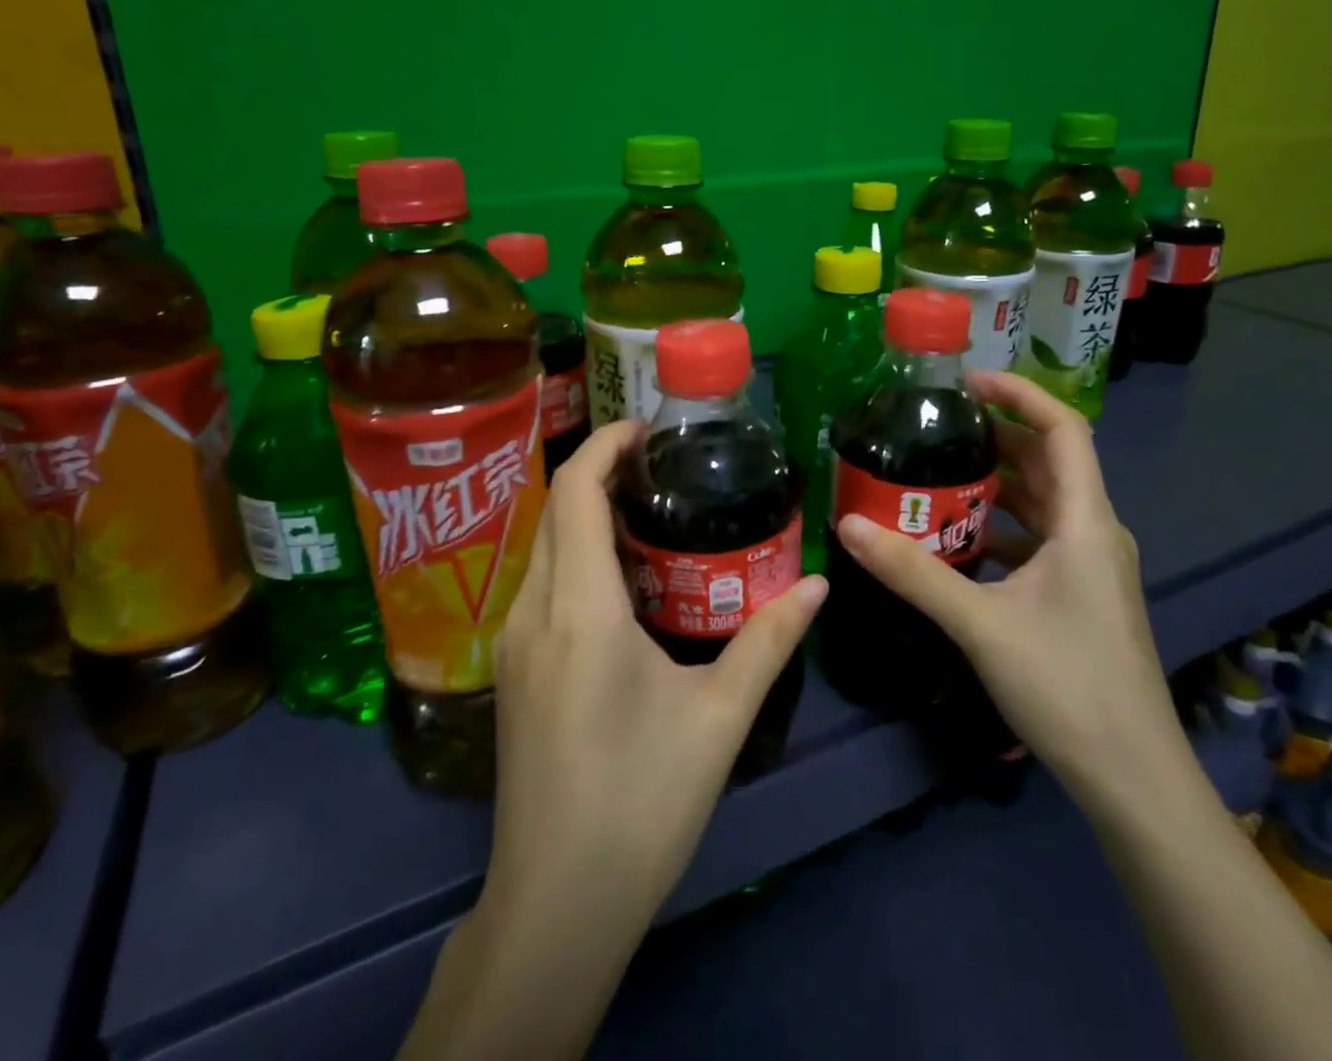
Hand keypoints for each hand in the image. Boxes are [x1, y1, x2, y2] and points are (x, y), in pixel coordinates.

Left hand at [484, 419, 827, 938]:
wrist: (556, 903)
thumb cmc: (642, 802)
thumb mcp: (719, 717)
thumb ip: (769, 641)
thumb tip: (819, 586)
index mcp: (580, 609)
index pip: (575, 492)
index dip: (605, 444)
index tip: (647, 429)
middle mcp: (534, 611)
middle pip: (555, 509)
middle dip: (601, 472)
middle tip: (663, 467)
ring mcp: (514, 642)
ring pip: (544, 545)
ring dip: (586, 513)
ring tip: (650, 511)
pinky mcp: (513, 670)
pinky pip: (541, 581)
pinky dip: (576, 553)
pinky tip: (624, 578)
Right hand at [834, 371, 1174, 803]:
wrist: (1132, 778)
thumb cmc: (1067, 686)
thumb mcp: (980, 624)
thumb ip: (913, 572)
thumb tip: (848, 524)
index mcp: (1085, 521)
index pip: (1064, 429)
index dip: (1020, 394)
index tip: (966, 382)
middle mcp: (1094, 532)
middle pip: (1049, 461)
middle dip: (996, 435)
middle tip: (936, 426)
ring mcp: (1090, 565)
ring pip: (1042, 501)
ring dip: (996, 482)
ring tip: (937, 473)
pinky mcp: (1080, 594)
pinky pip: (1038, 538)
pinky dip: (1000, 525)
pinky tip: (957, 540)